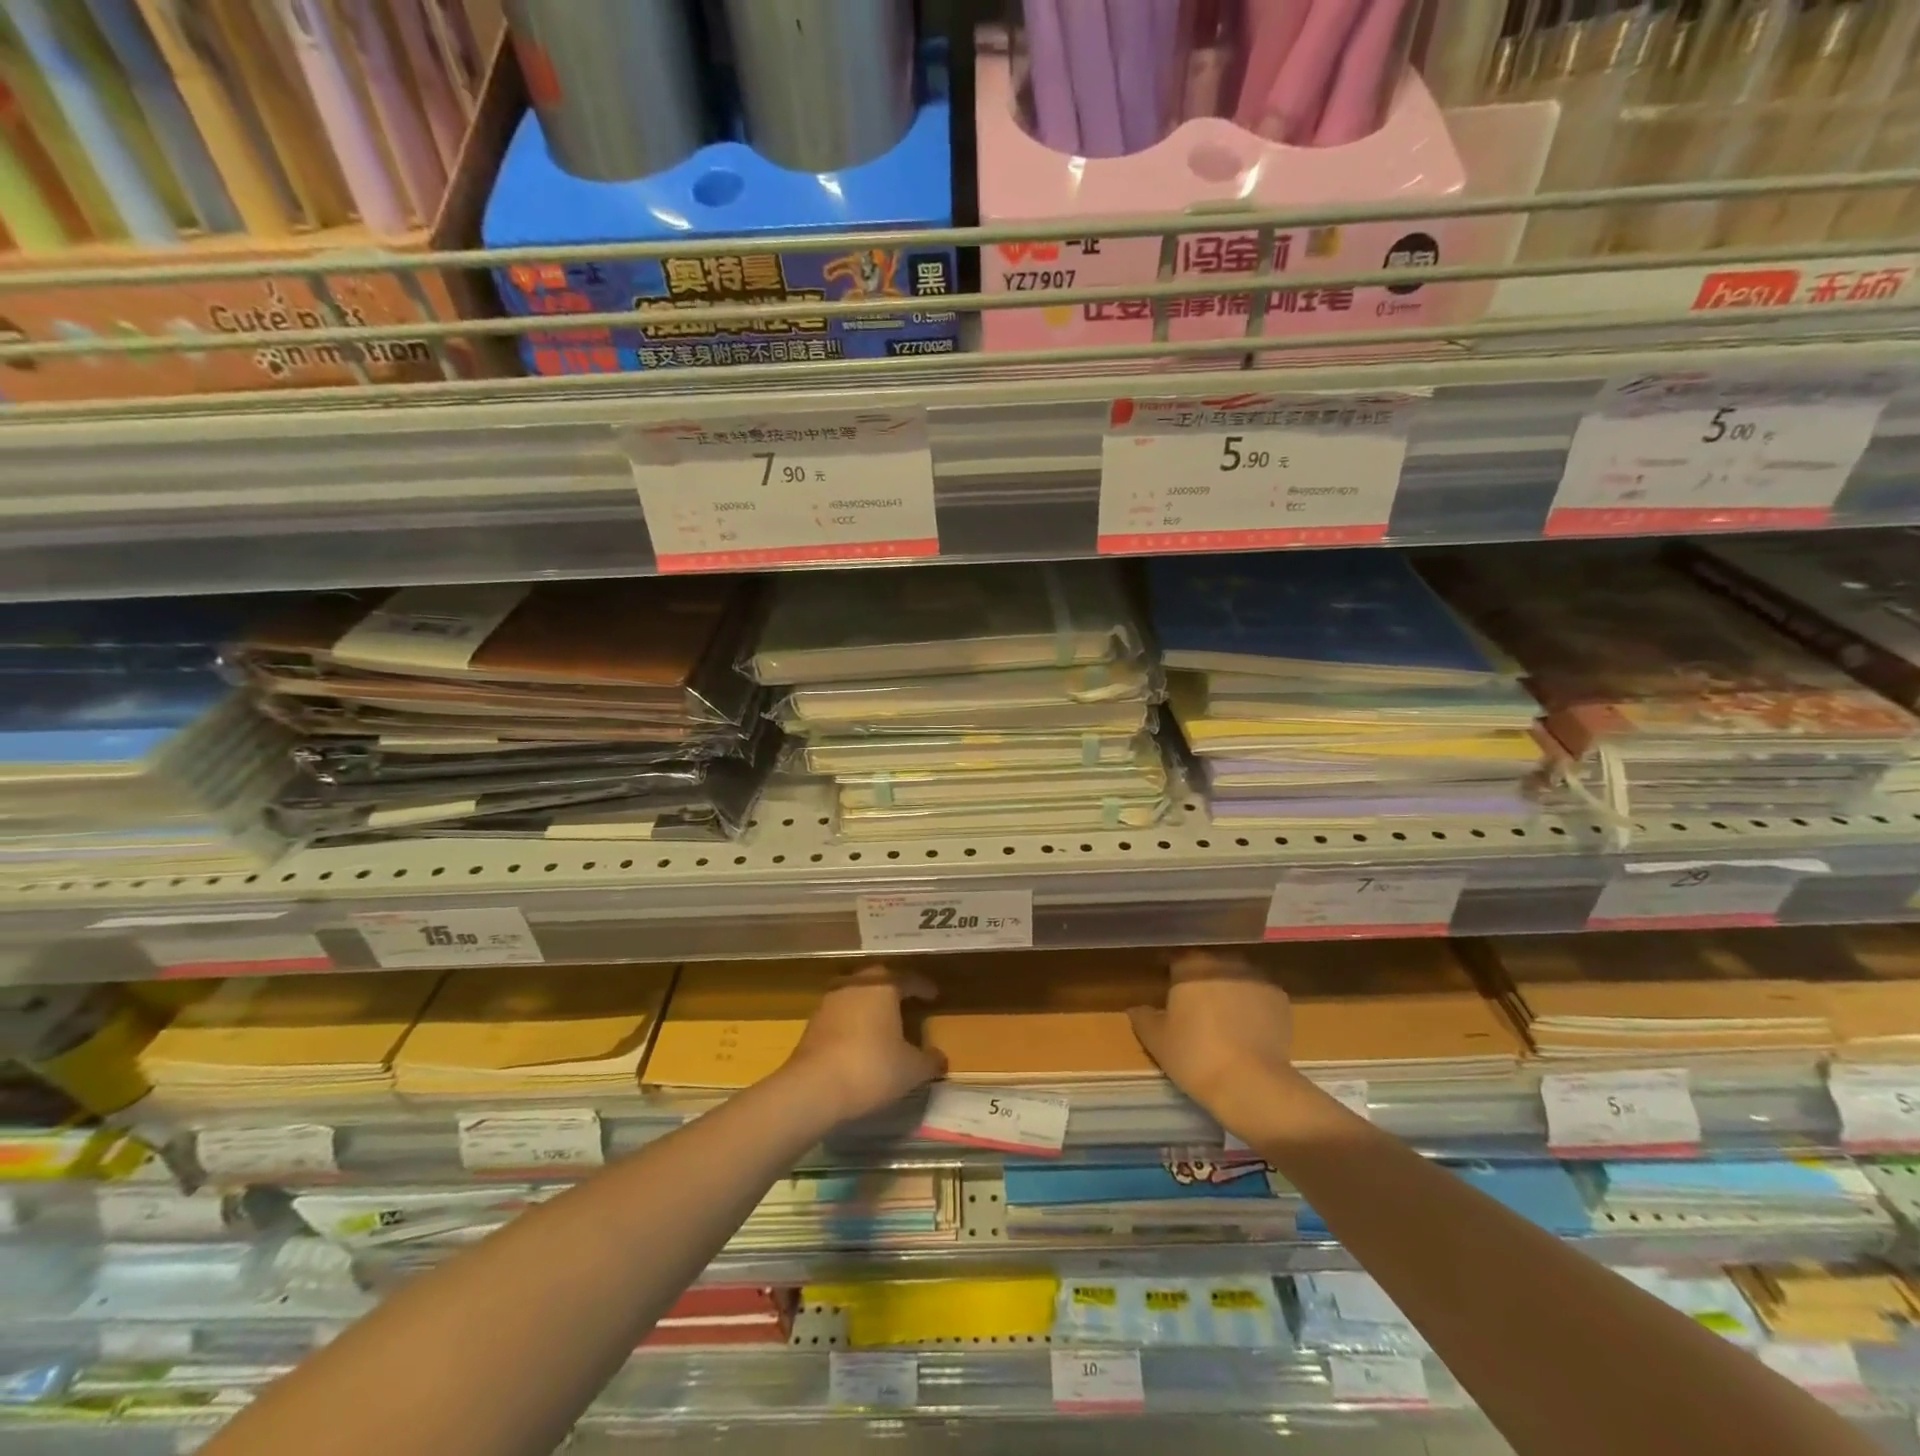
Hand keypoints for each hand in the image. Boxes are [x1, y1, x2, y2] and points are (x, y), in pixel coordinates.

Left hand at [779, 964, 943, 1123]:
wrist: (813, 1087)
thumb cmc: (871, 1067)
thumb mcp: (911, 1069)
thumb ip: (929, 1061)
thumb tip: (941, 1059)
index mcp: (883, 986)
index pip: (908, 979)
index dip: (923, 987)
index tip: (934, 995)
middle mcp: (855, 985)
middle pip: (878, 980)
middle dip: (893, 989)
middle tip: (907, 1001)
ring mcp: (829, 1002)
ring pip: (856, 995)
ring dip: (870, 1005)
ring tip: (883, 1022)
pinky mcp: (812, 1024)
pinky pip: (840, 1015)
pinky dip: (853, 1022)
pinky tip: (859, 1041)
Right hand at [1128, 950, 1295, 1120]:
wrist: (1251, 1084)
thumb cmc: (1195, 1056)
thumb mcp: (1157, 1040)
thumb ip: (1143, 1017)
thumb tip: (1135, 1007)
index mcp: (1191, 965)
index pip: (1176, 955)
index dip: (1169, 968)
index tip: (1165, 983)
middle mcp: (1225, 962)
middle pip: (1208, 963)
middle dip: (1201, 977)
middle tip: (1194, 1003)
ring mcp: (1256, 977)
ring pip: (1236, 975)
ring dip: (1228, 988)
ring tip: (1223, 1016)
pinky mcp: (1280, 998)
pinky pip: (1258, 994)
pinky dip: (1252, 1004)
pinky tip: (1248, 1027)